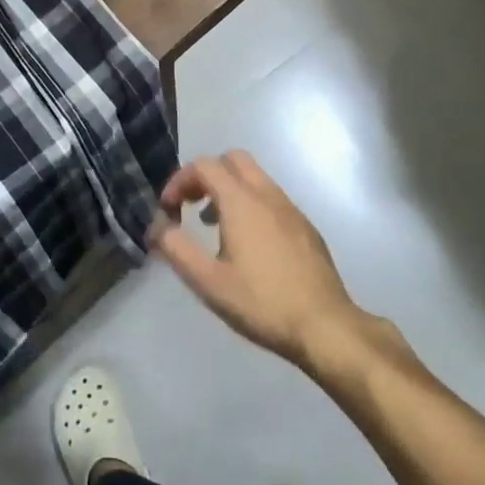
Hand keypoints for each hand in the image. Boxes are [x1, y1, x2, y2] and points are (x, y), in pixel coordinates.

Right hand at [149, 150, 367, 369]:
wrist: (324, 325)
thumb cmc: (261, 302)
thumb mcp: (208, 282)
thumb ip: (177, 249)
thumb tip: (159, 228)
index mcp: (241, 202)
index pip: (204, 165)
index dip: (179, 180)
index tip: (169, 210)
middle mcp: (267, 195)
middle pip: (233, 160)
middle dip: (206, 175)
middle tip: (192, 206)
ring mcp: (291, 209)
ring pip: (255, 178)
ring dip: (229, 190)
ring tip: (215, 226)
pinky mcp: (306, 227)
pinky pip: (272, 199)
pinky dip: (252, 204)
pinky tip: (249, 245)